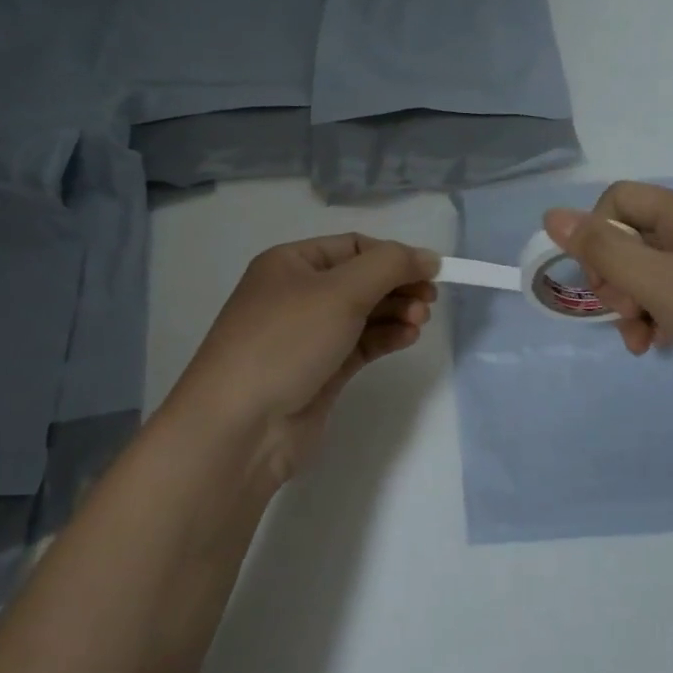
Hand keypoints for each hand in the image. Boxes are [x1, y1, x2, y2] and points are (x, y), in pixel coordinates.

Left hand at [165, 234, 437, 483]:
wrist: (241, 426)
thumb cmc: (286, 341)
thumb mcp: (340, 291)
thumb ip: (389, 266)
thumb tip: (428, 257)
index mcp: (290, 263)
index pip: (353, 246)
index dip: (393, 255)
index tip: (431, 271)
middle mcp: (297, 294)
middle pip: (361, 279)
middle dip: (397, 285)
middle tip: (429, 300)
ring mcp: (308, 335)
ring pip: (363, 313)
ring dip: (396, 312)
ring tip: (420, 321)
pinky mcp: (321, 371)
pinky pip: (361, 344)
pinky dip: (386, 337)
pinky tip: (408, 337)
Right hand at [543, 183, 672, 430]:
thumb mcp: (661, 284)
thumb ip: (604, 251)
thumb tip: (551, 215)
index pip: (618, 201)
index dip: (596, 235)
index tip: (600, 280)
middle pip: (632, 238)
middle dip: (615, 279)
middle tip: (626, 313)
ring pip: (650, 273)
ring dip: (633, 305)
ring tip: (639, 341)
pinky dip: (658, 317)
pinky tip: (658, 345)